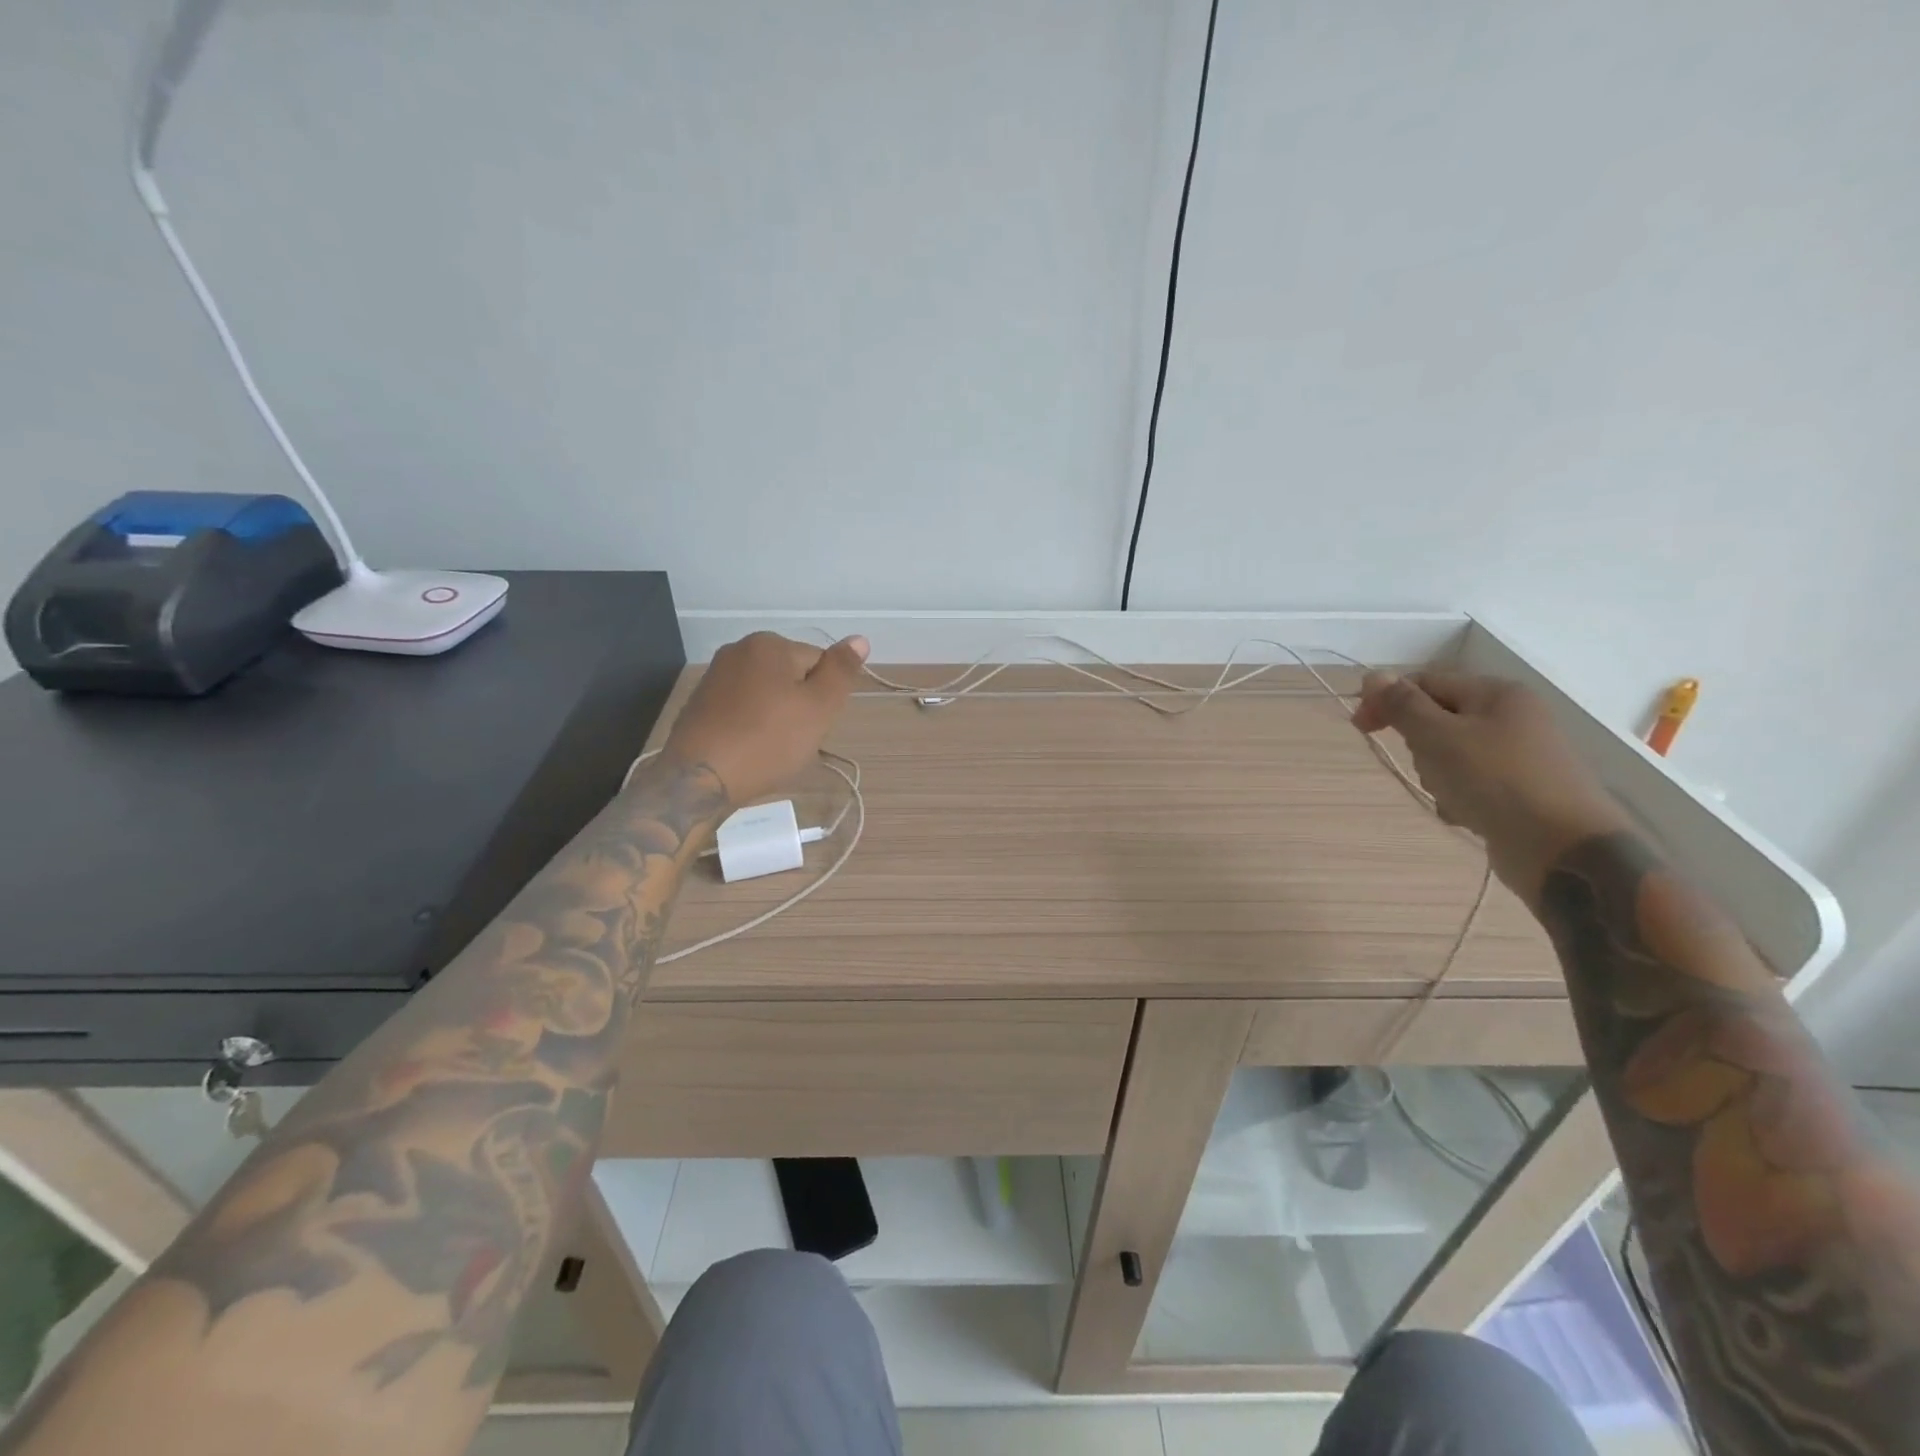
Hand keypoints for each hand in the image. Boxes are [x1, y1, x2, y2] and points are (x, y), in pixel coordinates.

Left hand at [660, 632, 868, 805]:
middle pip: (792, 676)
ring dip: (777, 716)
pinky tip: (750, 749)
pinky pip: (742, 708)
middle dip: (800, 705)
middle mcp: (738, 650)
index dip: (824, 697)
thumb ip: (841, 671)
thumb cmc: (768, 740)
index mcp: (769, 644)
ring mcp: (715, 676)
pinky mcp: (700, 704)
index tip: (814, 725)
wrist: (699, 779)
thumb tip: (860, 639)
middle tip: (795, 739)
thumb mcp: (819, 707)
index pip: (819, 663)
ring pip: (767, 694)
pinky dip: (752, 725)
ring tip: (772, 748)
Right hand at [1352, 672, 1633, 902]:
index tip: (1360, 728)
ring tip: (1451, 795)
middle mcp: (1512, 717)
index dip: (1388, 700)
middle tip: (1425, 766)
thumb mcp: (1439, 737)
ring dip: (1437, 775)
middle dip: (1419, 744)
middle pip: (1437, 719)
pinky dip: (1459, 796)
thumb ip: (1403, 705)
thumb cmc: (1496, 782)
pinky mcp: (1519, 790)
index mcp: (1496, 694)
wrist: (1563, 849)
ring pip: (1449, 754)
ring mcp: (1518, 755)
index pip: (1426, 682)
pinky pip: (1469, 783)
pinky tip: (1466, 814)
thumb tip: (1374, 676)